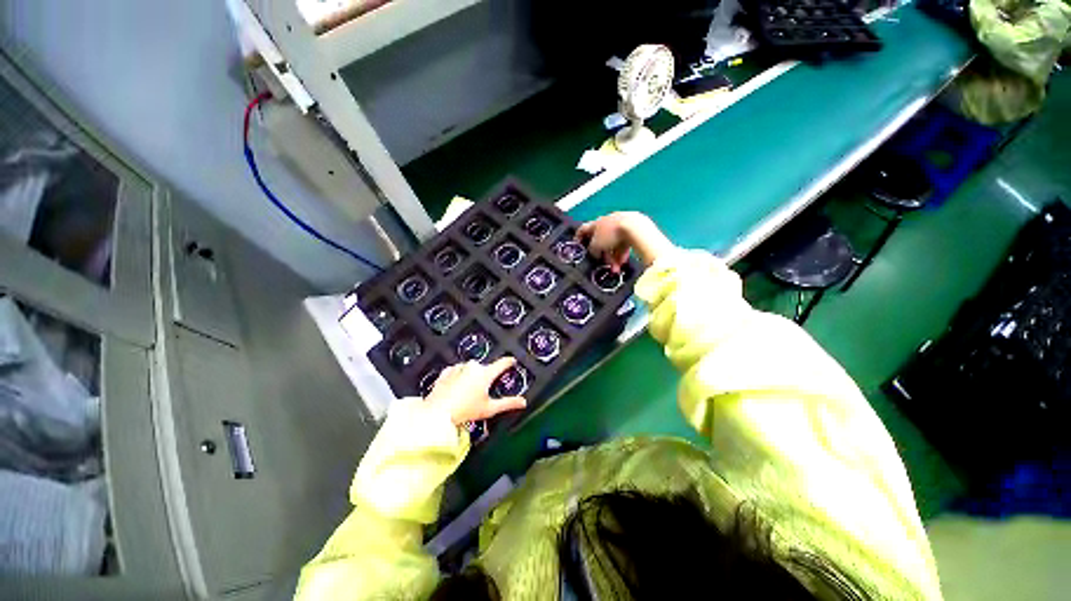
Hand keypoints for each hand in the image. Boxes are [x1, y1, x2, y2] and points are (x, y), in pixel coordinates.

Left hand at [425, 357, 526, 425]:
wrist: (436, 413)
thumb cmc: (465, 411)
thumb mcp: (489, 409)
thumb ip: (508, 403)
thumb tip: (523, 402)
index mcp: (485, 373)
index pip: (502, 363)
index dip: (509, 362)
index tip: (512, 360)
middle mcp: (473, 366)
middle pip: (485, 368)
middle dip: (486, 377)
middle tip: (483, 391)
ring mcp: (458, 367)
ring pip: (470, 369)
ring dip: (472, 376)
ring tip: (468, 393)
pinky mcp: (447, 371)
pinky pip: (457, 371)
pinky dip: (459, 377)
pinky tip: (456, 388)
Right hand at [576, 212, 674, 268]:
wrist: (635, 227)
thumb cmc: (611, 235)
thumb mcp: (596, 246)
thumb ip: (592, 250)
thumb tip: (595, 253)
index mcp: (596, 223)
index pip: (583, 229)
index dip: (578, 237)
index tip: (577, 245)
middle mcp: (607, 222)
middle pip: (601, 240)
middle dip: (603, 255)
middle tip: (604, 264)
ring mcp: (620, 224)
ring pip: (613, 244)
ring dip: (613, 257)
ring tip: (616, 268)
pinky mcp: (632, 229)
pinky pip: (624, 243)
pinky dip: (622, 253)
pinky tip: (623, 262)